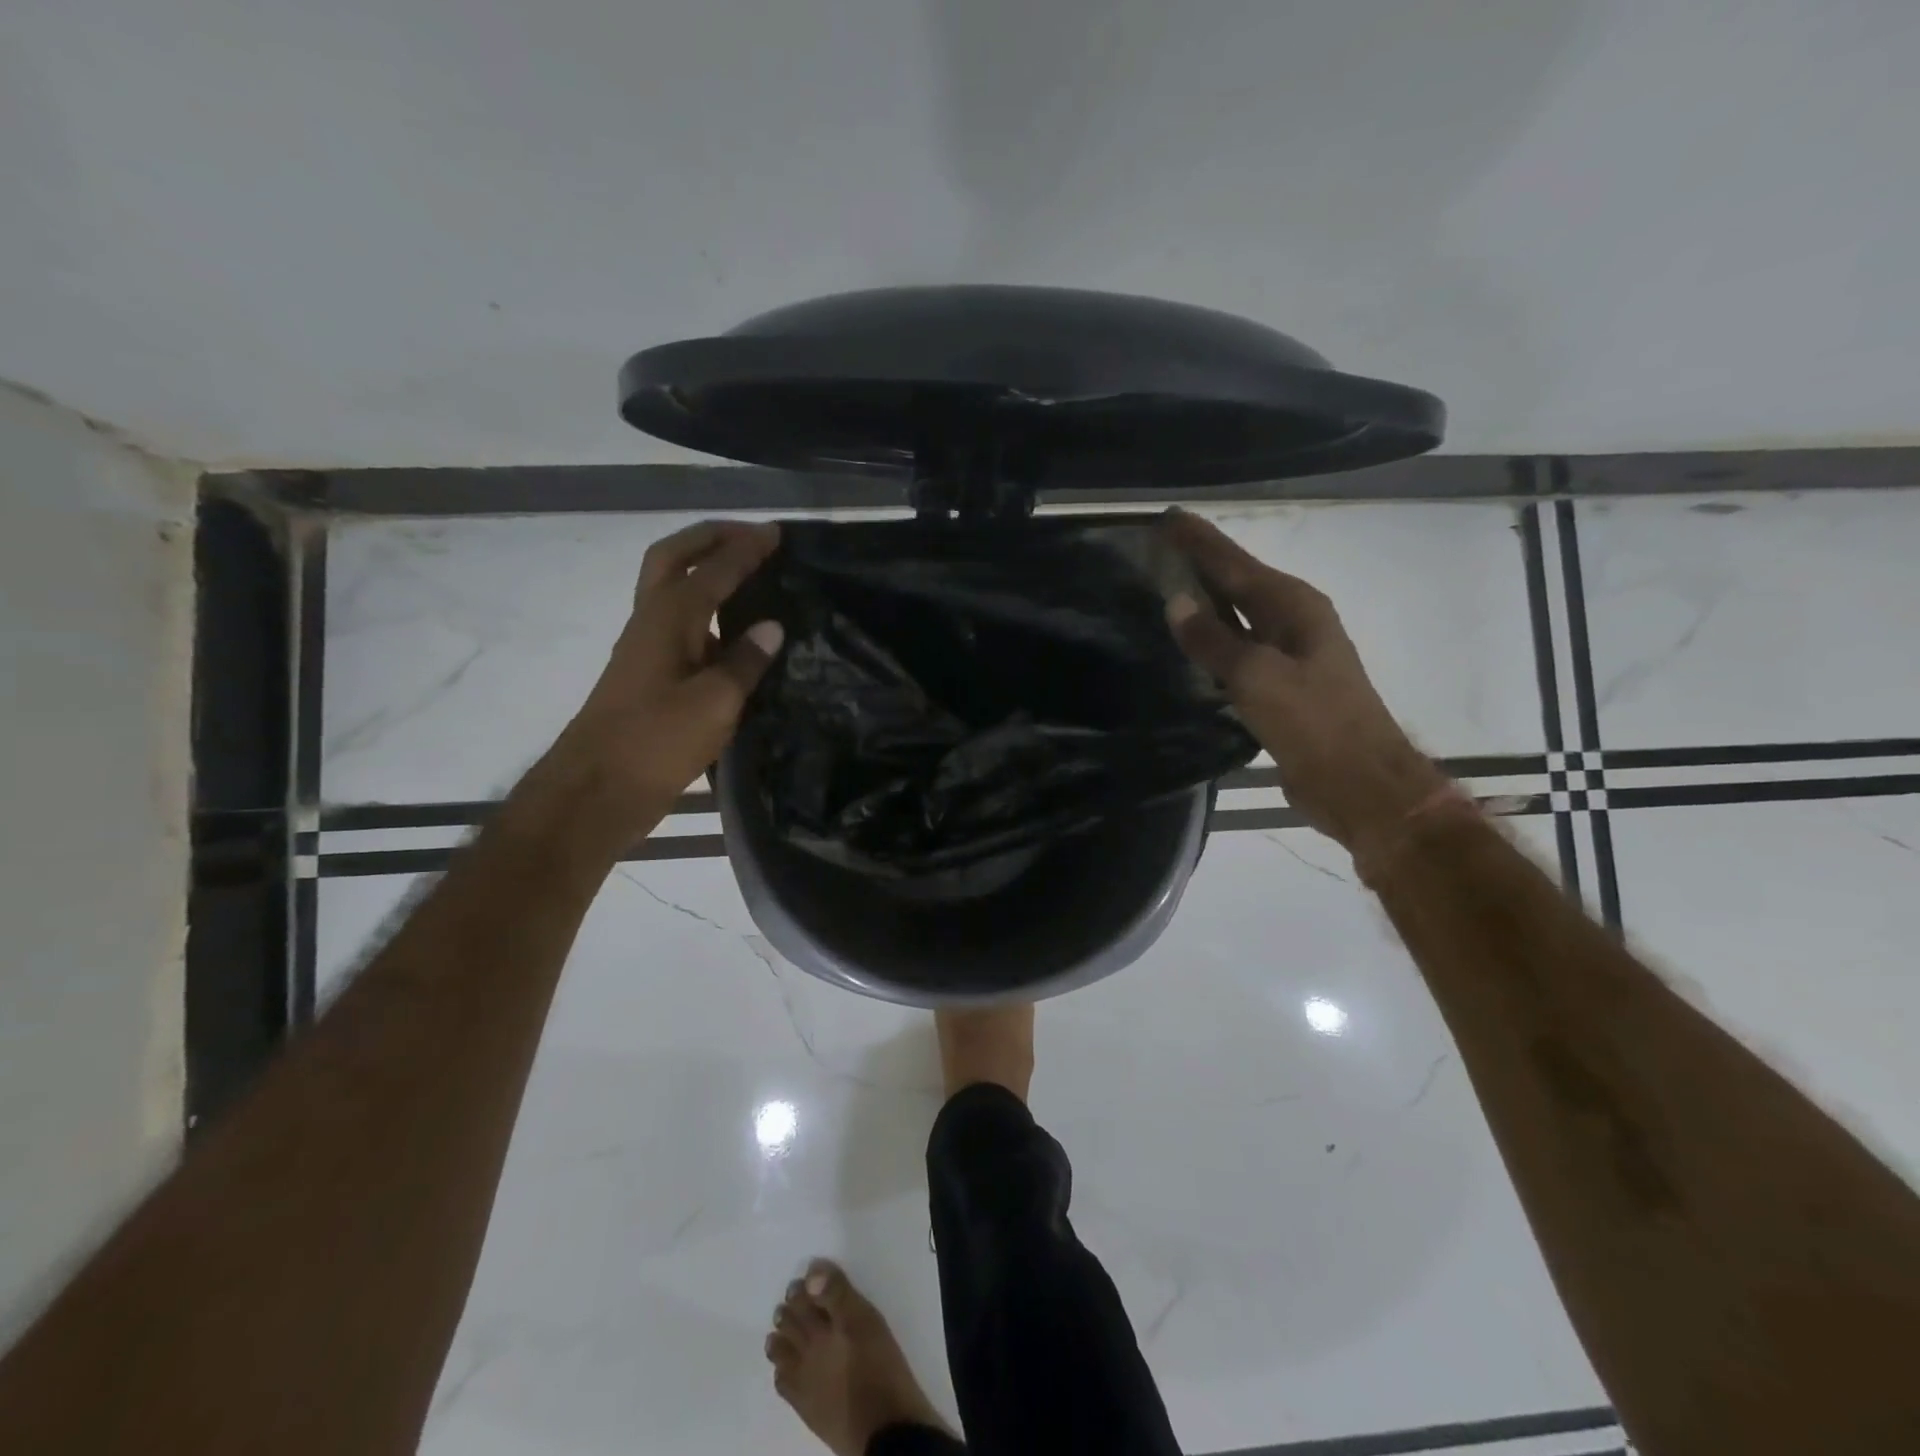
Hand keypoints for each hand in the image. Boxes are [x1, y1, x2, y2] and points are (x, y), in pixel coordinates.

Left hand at [554, 520, 783, 835]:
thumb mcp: (714, 703)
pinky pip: (680, 623)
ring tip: (747, 573)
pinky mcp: (648, 674)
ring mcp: (646, 647)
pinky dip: (706, 610)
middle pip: (674, 559)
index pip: (714, 569)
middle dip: (711, 539)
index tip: (777, 533)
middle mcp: (652, 621)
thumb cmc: (656, 742)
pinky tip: (735, 633)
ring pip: (672, 588)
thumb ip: (745, 662)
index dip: (746, 549)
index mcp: (670, 618)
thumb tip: (772, 626)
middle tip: (750, 537)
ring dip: (704, 569)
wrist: (596, 790)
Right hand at [1161, 509, 1447, 856]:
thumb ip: (1214, 640)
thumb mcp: (1257, 677)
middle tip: (1160, 548)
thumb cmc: (1313, 723)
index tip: (1168, 519)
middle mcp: (1294, 622)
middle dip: (1202, 565)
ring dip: (1207, 603)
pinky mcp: (1281, 688)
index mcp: (1294, 607)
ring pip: (1238, 618)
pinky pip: (1238, 652)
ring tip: (1167, 588)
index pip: (1236, 563)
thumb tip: (1177, 602)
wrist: (1358, 783)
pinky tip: (1192, 645)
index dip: (1200, 542)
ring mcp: (1289, 656)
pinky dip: (1214, 642)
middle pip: (1238, 584)